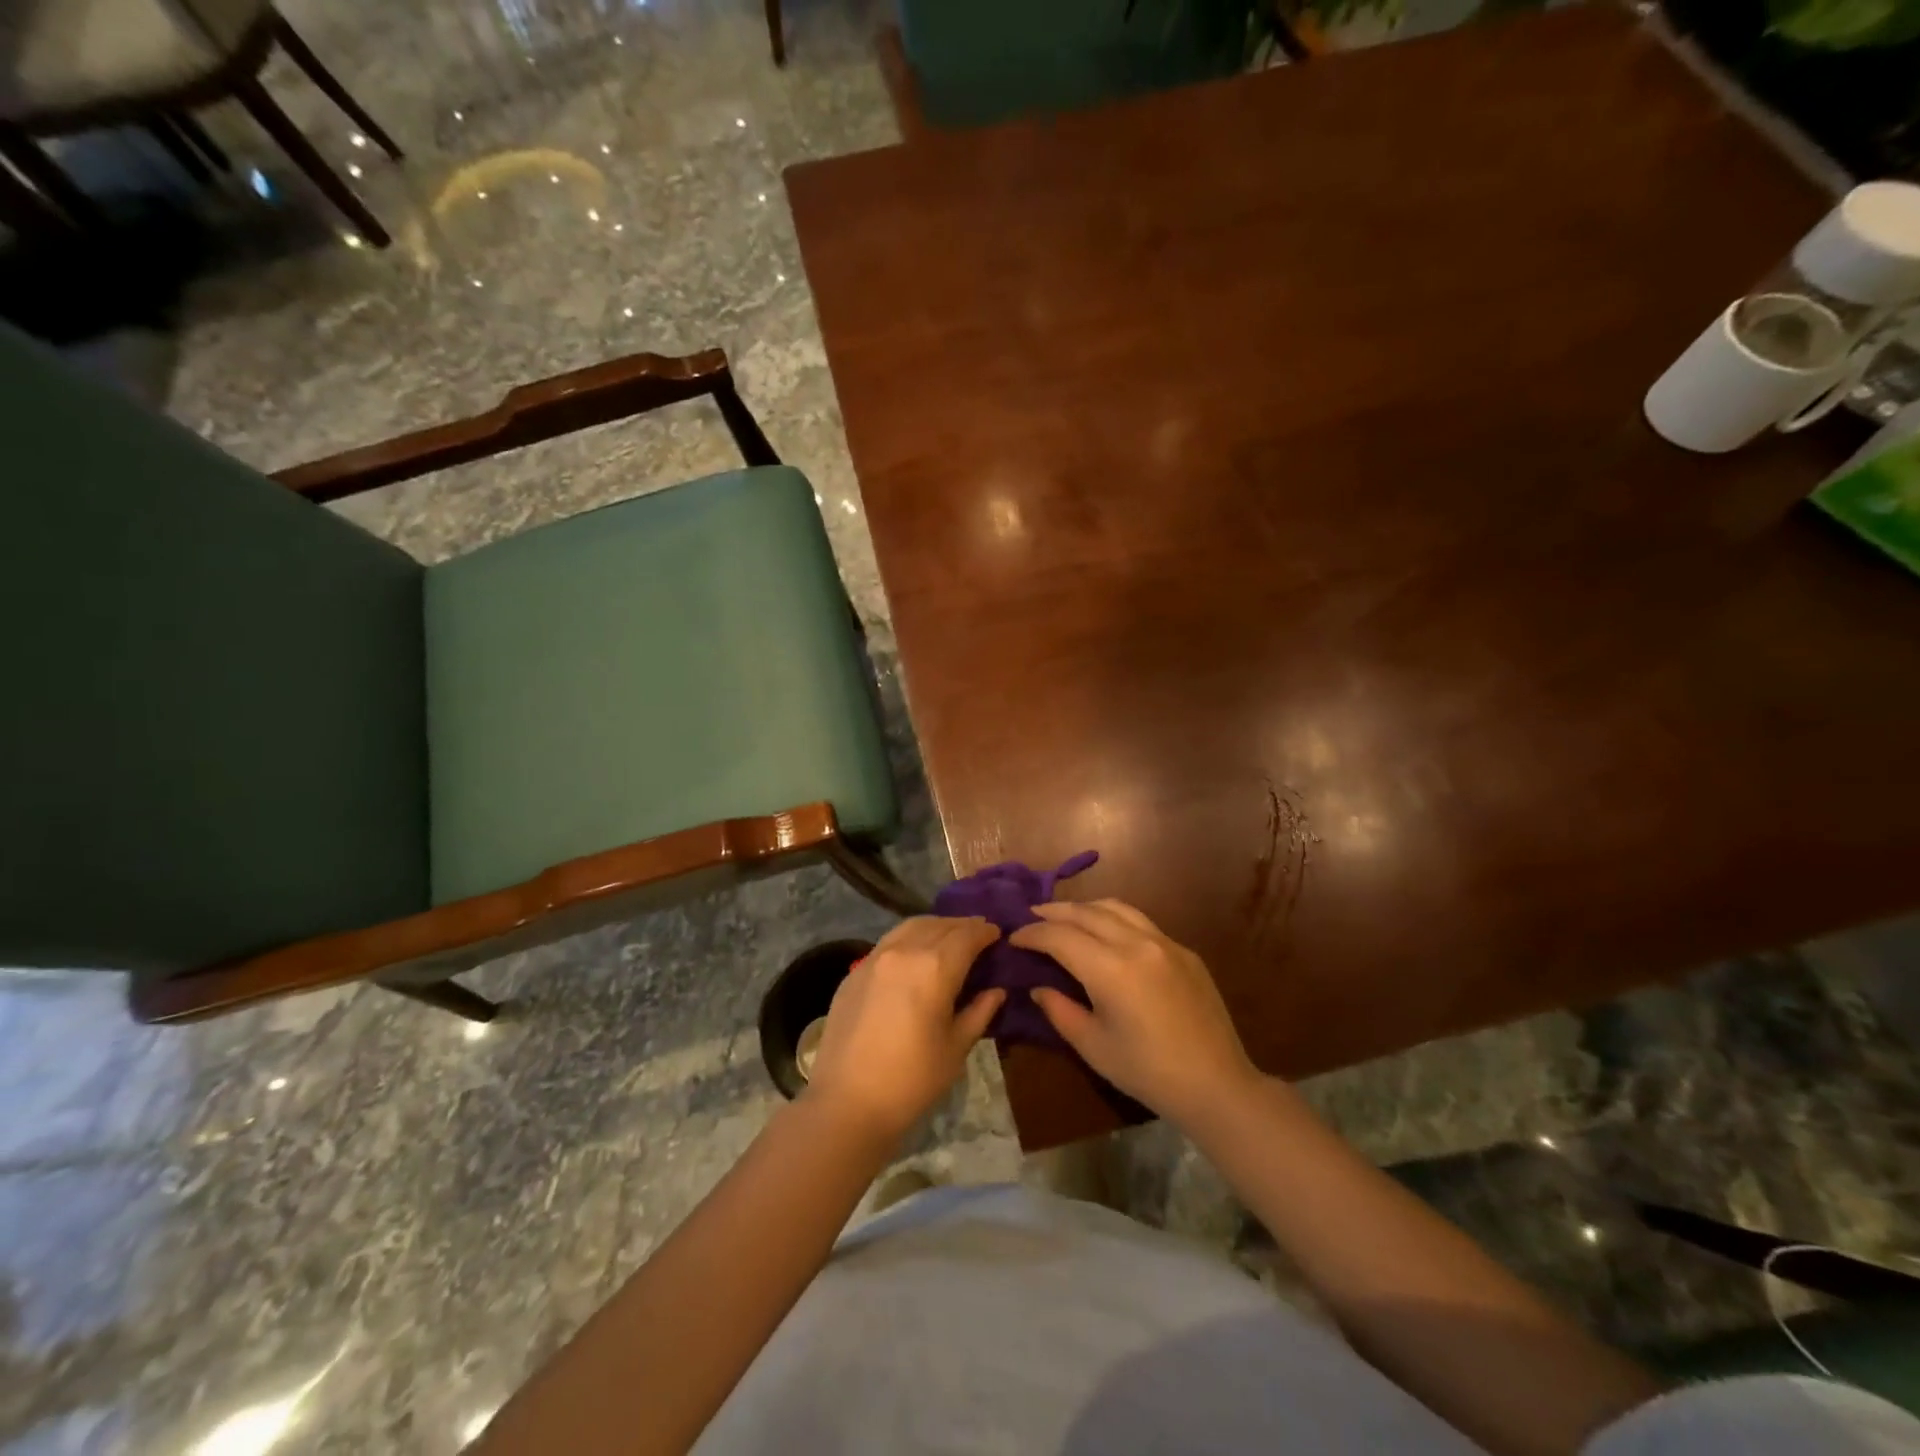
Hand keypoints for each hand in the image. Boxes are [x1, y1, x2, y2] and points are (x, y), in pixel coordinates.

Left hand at [804, 916, 1003, 1144]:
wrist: (847, 1103)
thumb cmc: (911, 1080)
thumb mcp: (955, 1048)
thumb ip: (979, 1012)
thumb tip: (996, 991)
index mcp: (934, 967)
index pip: (967, 935)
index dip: (985, 931)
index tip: (997, 933)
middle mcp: (904, 951)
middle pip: (939, 925)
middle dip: (962, 926)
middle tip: (978, 934)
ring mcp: (874, 958)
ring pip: (910, 927)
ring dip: (934, 927)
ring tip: (948, 938)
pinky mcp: (854, 972)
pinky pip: (888, 942)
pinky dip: (909, 939)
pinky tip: (915, 955)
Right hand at [1010, 900, 1259, 1128]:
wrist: (1216, 1084)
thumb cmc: (1148, 1073)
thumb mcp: (1093, 1047)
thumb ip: (1060, 1010)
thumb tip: (1038, 987)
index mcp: (1111, 969)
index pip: (1060, 936)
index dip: (1032, 934)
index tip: (1013, 938)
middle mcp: (1137, 943)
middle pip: (1086, 912)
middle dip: (1053, 911)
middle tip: (1030, 916)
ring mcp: (1164, 942)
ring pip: (1115, 907)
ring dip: (1084, 908)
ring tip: (1065, 916)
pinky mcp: (1183, 950)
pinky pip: (1140, 921)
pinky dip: (1114, 918)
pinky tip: (1106, 932)